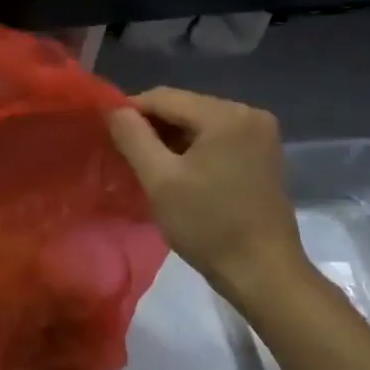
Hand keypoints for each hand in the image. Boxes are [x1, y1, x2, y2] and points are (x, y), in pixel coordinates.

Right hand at [107, 88, 313, 306]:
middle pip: (184, 107)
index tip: (106, 133)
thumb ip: (132, 137)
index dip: (129, 111)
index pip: (164, 97)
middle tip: (125, 154)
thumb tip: (112, 108)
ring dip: (171, 139)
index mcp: (226, 115)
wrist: (262, 272)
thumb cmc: (208, 225)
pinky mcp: (263, 153)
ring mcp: (260, 133)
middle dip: (152, 127)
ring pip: (199, 122)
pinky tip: (178, 172)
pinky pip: (216, 137)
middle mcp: (249, 113)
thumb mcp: (159, 179)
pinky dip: (193, 149)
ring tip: (148, 165)